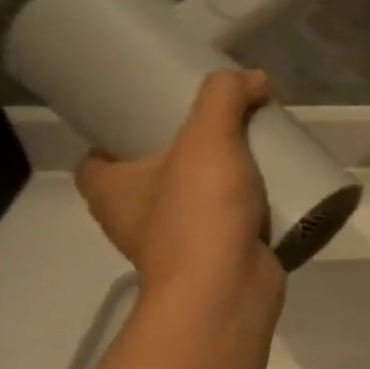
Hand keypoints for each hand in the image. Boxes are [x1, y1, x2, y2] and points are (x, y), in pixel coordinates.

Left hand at [75, 69, 282, 302]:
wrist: (227, 290)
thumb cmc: (198, 214)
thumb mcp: (208, 139)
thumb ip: (225, 97)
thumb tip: (252, 78)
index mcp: (110, 189)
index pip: (100, 155)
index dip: (122, 131)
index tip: (159, 113)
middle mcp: (132, 218)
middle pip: (152, 172)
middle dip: (184, 151)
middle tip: (220, 125)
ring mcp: (174, 242)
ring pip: (190, 198)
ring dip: (217, 180)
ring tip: (253, 152)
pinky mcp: (212, 258)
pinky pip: (223, 222)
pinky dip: (241, 207)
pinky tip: (269, 190)